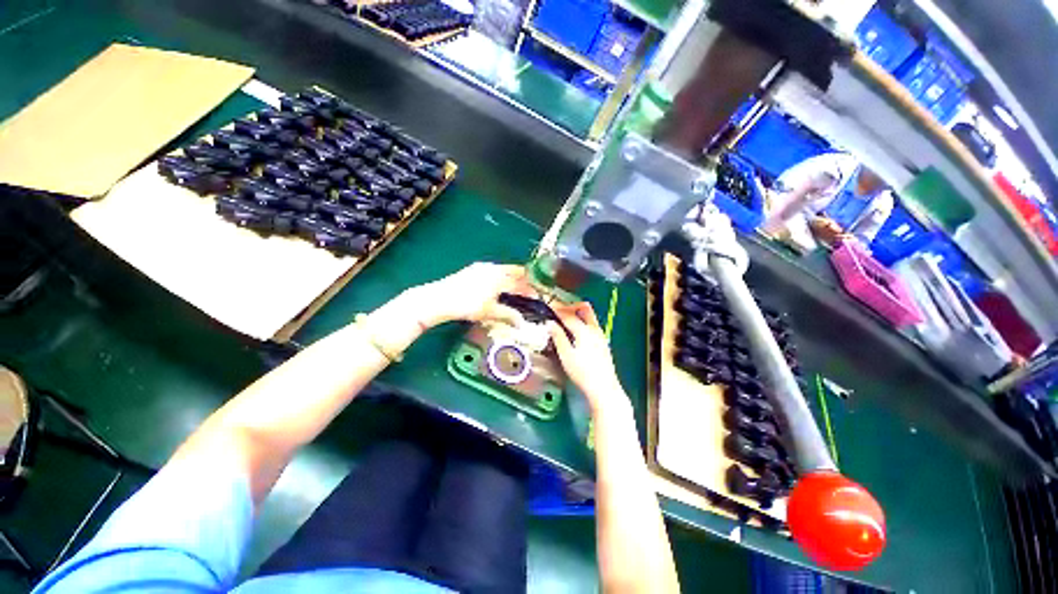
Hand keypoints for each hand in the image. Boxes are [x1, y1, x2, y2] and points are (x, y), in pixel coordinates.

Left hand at [411, 262, 533, 327]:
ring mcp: (481, 267)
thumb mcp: (490, 312)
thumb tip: (521, 323)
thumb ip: (507, 315)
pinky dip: (500, 278)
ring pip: (502, 271)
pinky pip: (493, 271)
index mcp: (500, 276)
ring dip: (511, 279)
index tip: (537, 295)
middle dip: (522, 281)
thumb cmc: (468, 305)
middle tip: (529, 291)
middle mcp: (493, 268)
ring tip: (515, 289)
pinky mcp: (471, 270)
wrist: (440, 299)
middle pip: (513, 272)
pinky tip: (497, 286)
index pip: (520, 280)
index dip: (530, 288)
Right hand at [547, 302, 626, 414]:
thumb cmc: (582, 373)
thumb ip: (558, 337)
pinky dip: (583, 321)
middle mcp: (594, 329)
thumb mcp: (566, 355)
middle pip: (584, 309)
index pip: (569, 315)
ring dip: (578, 313)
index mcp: (584, 331)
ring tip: (566, 320)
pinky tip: (576, 331)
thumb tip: (550, 324)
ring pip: (590, 316)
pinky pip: (592, 324)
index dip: (558, 310)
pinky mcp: (603, 343)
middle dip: (571, 306)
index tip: (549, 306)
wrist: (604, 388)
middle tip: (559, 310)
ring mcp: (601, 335)